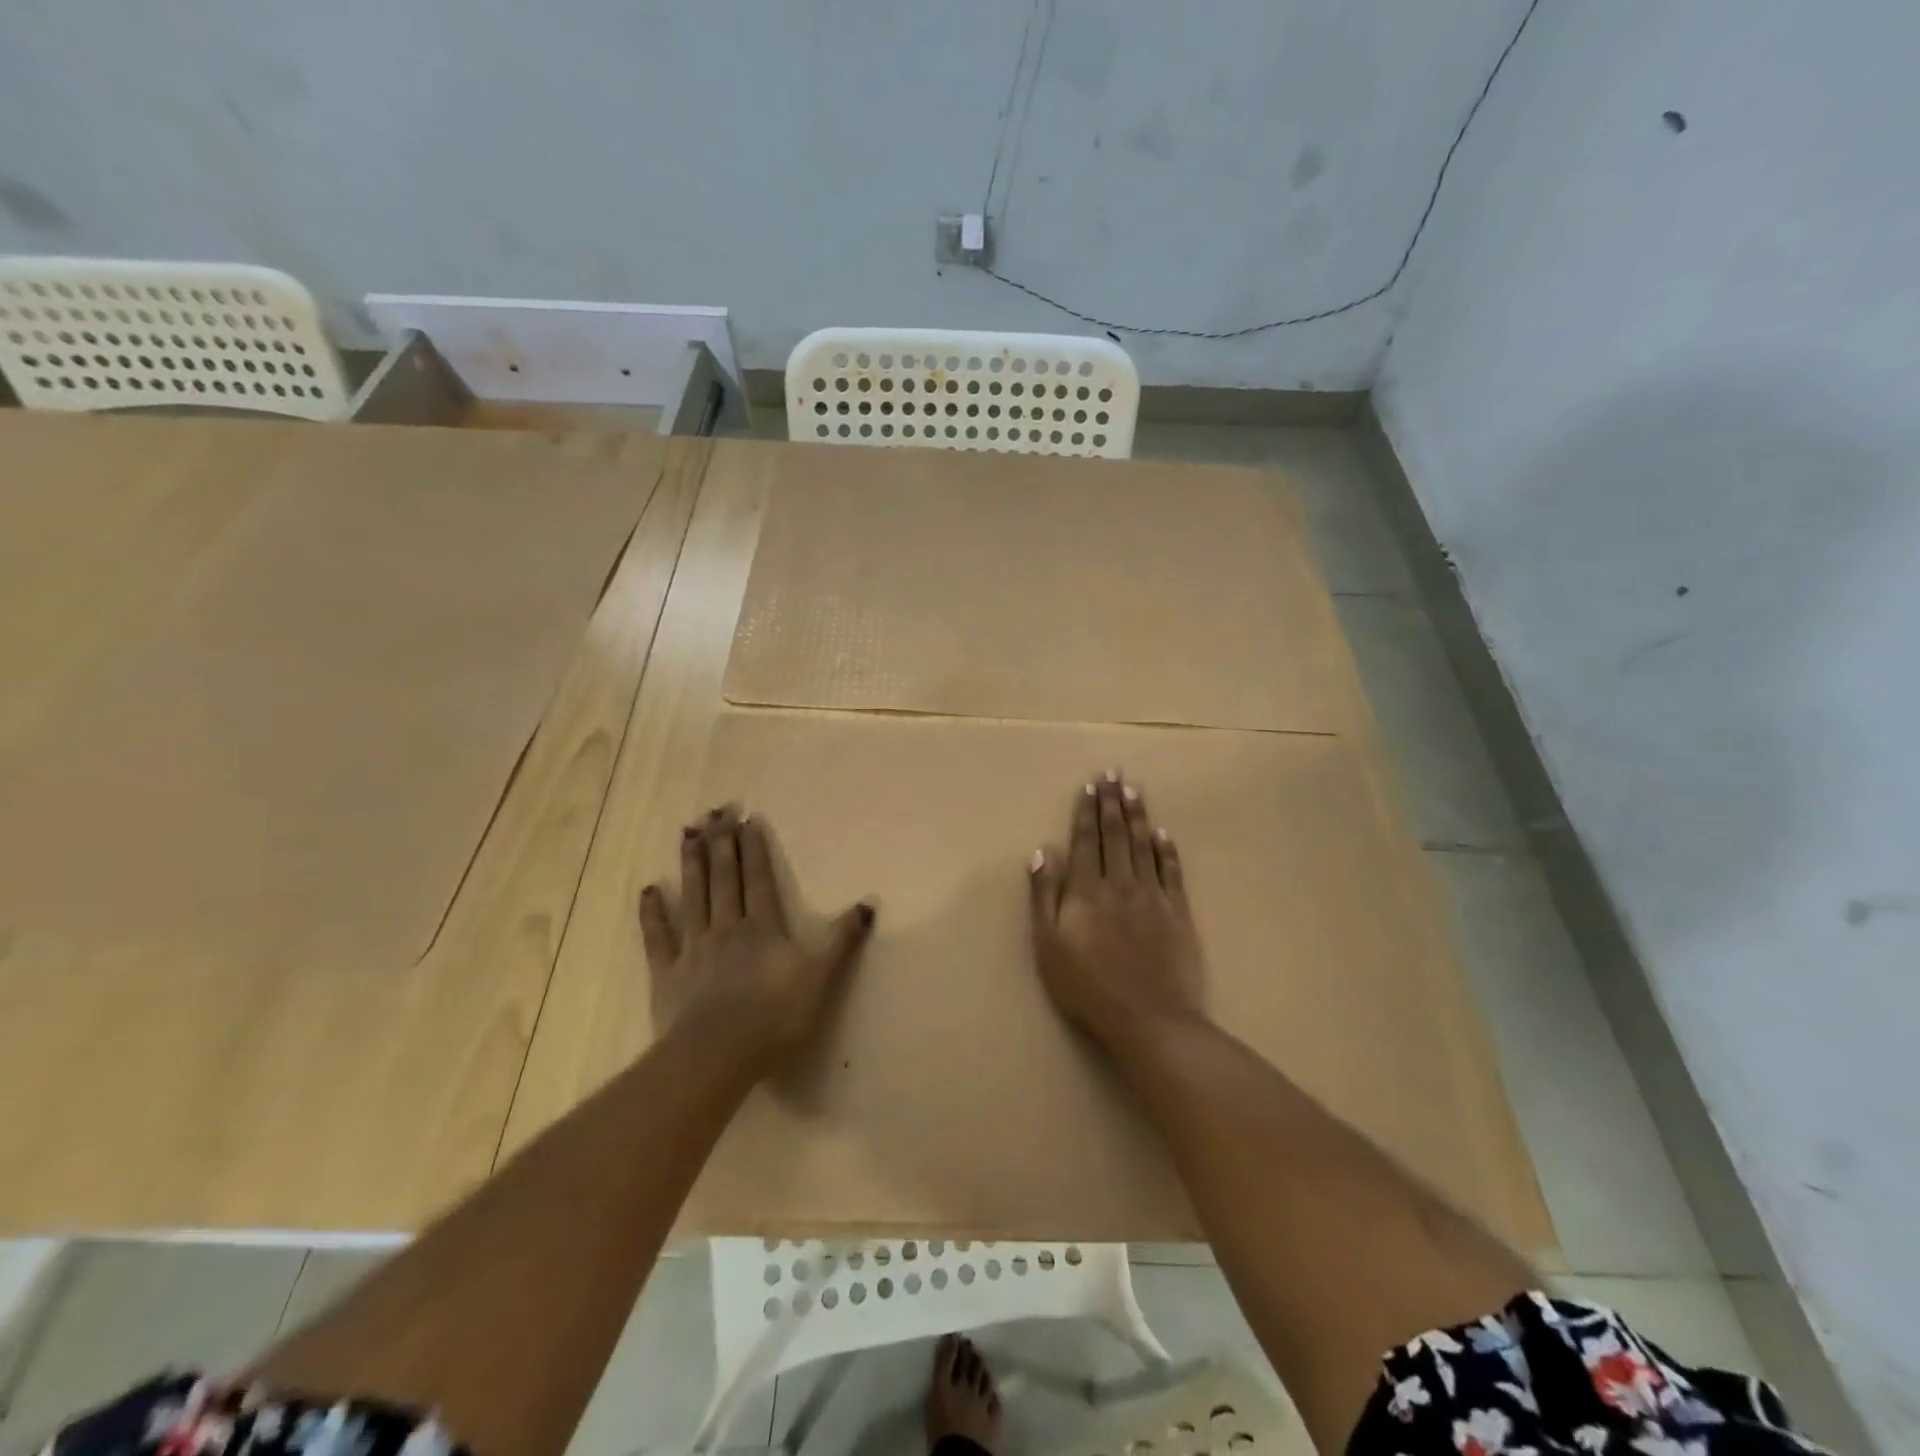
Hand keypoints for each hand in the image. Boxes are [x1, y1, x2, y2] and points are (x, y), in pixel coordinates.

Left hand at [640, 806, 874, 1073]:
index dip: (754, 848)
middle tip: (715, 811)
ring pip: (693, 896)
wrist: (719, 1054)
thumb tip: (868, 903)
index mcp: (763, 927)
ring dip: (692, 863)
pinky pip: (658, 937)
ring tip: (688, 833)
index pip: (759, 879)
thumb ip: (843, 939)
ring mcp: (694, 948)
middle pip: (724, 878)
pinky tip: (649, 890)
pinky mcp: (667, 973)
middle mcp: (727, 927)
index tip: (747, 819)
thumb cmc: (775, 1015)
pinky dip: (653, 913)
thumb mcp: (821, 976)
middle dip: (722, 843)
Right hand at [1029, 773, 1205, 1051]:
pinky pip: (1173, 872)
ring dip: (1138, 816)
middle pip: (1114, 835)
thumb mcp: (1049, 946)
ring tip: (1133, 791)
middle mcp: (1120, 884)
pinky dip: (1168, 850)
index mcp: (1086, 891)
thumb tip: (1043, 852)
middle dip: (1111, 803)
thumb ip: (1044, 896)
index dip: (1085, 813)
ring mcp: (1152, 896)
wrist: (1149, 1019)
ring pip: (1143, 846)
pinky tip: (1164, 834)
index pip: (1085, 842)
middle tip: (1112, 774)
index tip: (1088, 787)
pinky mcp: (1178, 913)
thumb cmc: (1088, 987)